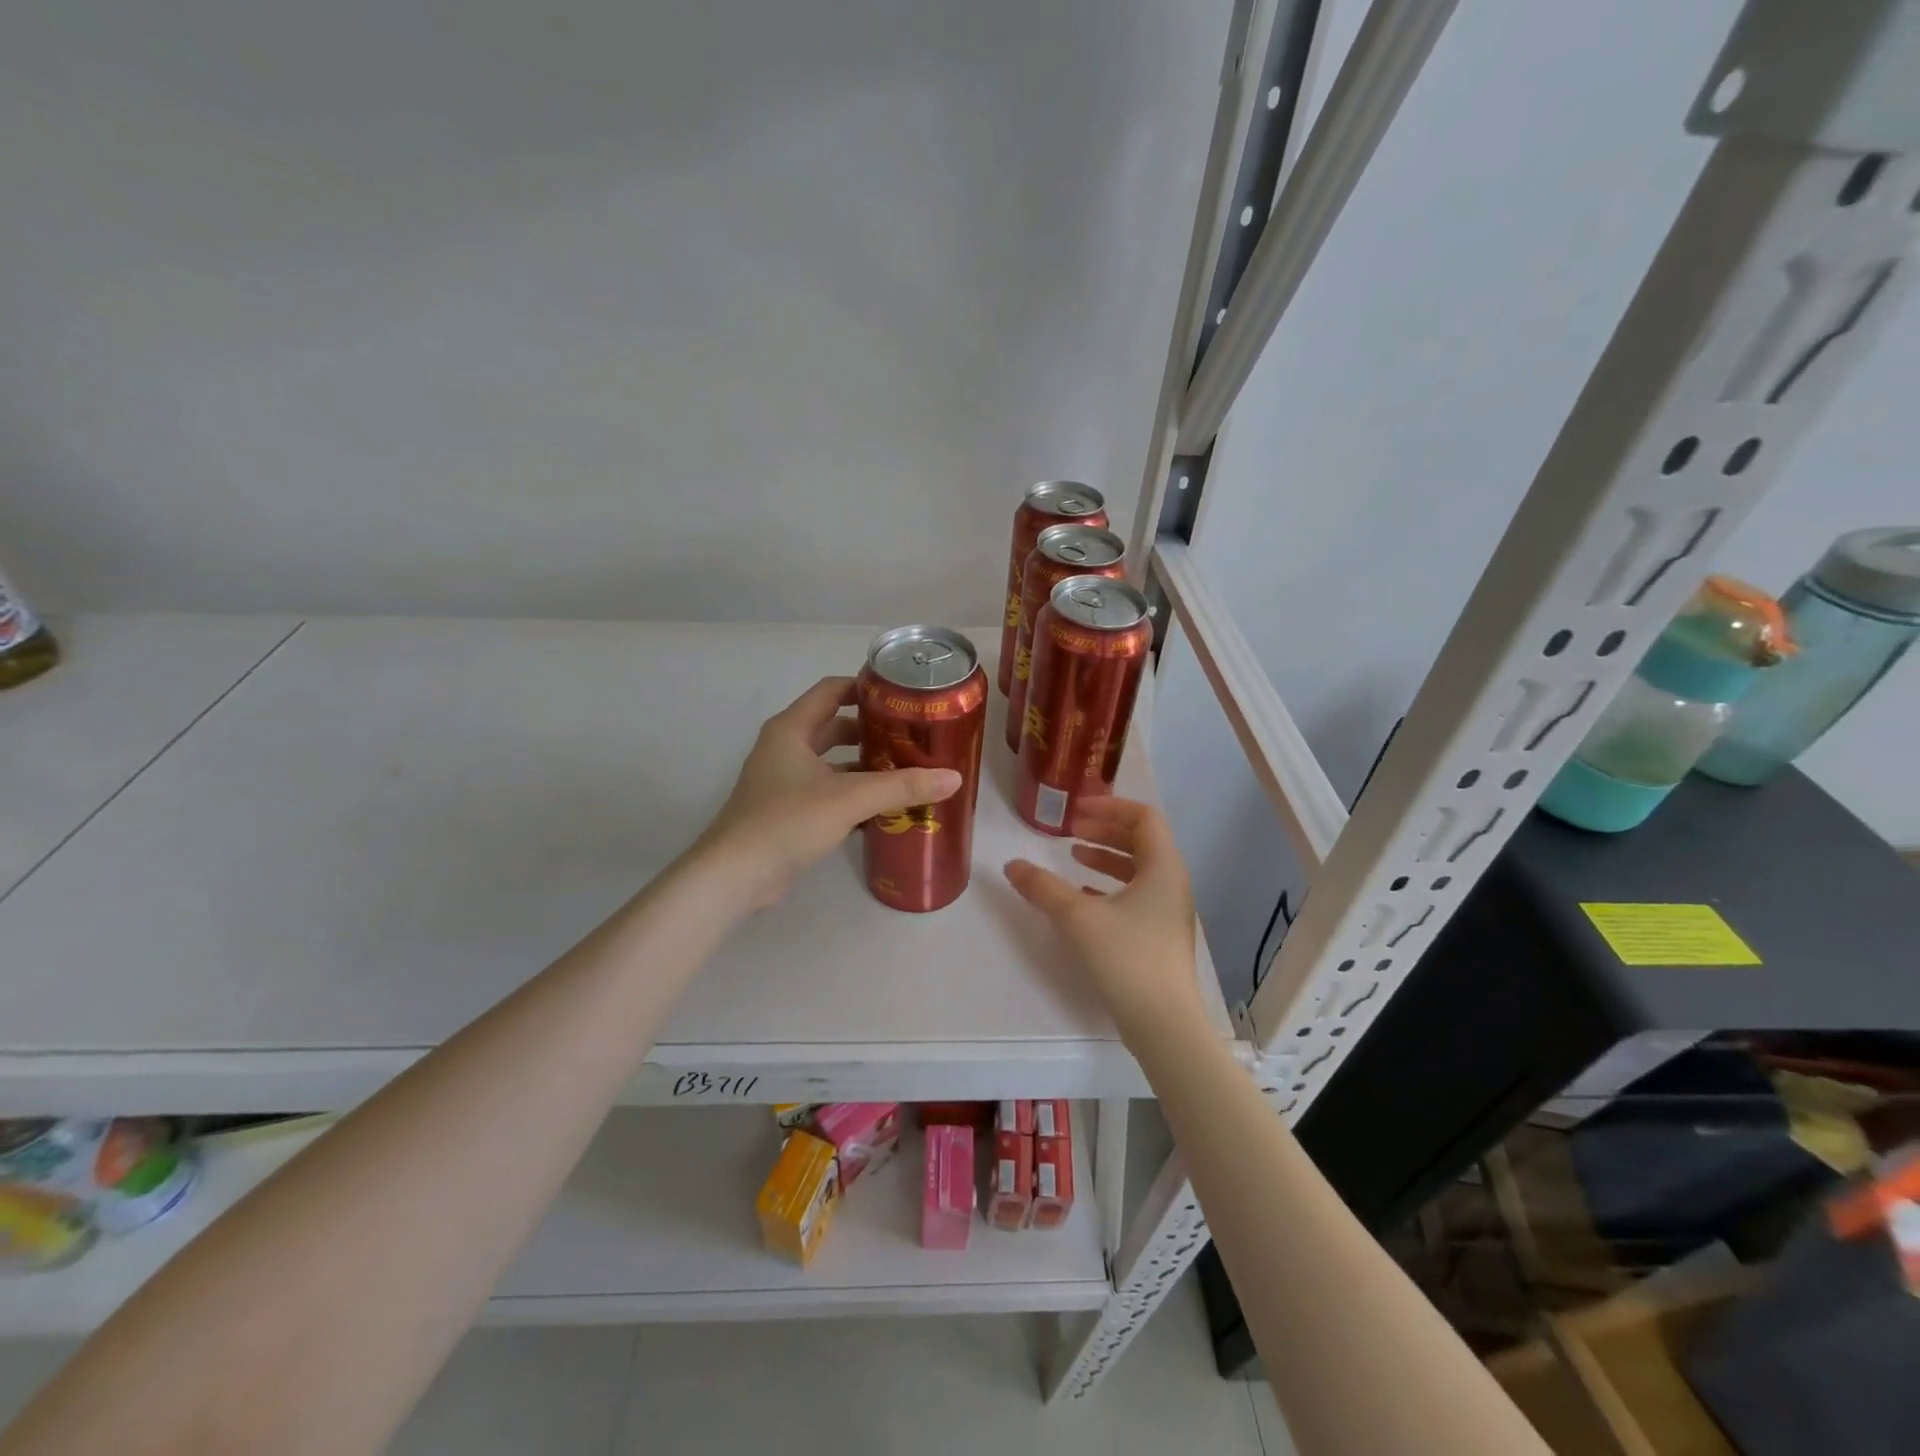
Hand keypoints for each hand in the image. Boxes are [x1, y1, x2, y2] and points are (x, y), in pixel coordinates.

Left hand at [696, 676, 961, 911]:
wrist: (735, 876)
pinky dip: (852, 793)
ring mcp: (784, 781)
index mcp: (792, 729)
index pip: (832, 690)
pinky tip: (883, 808)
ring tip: (906, 771)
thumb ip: (901, 787)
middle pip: (834, 726)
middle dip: (872, 730)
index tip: (902, 695)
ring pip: (832, 762)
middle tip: (912, 736)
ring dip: (864, 765)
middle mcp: (785, 748)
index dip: (865, 687)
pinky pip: (827, 791)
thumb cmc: (787, 821)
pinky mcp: (787, 811)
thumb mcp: (849, 798)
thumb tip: (953, 777)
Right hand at [1004, 798, 1201, 1045]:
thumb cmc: (1126, 958)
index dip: (1109, 806)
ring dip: (1106, 858)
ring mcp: (1168, 911)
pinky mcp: (1160, 936)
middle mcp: (1172, 883)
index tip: (1076, 810)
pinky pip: (1136, 896)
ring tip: (1074, 858)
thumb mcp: (1077, 917)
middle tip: (1070, 830)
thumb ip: (1043, 887)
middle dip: (1105, 829)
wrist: (1164, 1023)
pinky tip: (1083, 897)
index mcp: (1162, 867)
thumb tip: (1011, 865)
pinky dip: (1109, 887)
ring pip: (1138, 869)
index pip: (1143, 817)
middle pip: (1141, 840)